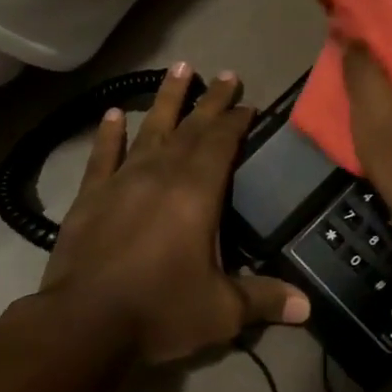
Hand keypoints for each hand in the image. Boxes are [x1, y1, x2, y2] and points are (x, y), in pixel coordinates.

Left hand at [42, 63, 310, 363]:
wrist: (84, 323)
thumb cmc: (159, 310)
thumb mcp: (220, 311)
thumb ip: (264, 300)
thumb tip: (307, 307)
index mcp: (196, 192)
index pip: (222, 143)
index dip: (237, 121)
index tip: (249, 103)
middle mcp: (160, 173)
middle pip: (191, 128)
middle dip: (211, 101)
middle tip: (226, 74)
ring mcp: (122, 180)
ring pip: (149, 128)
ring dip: (166, 98)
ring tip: (180, 67)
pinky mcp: (91, 195)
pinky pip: (103, 155)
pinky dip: (109, 134)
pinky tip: (113, 114)